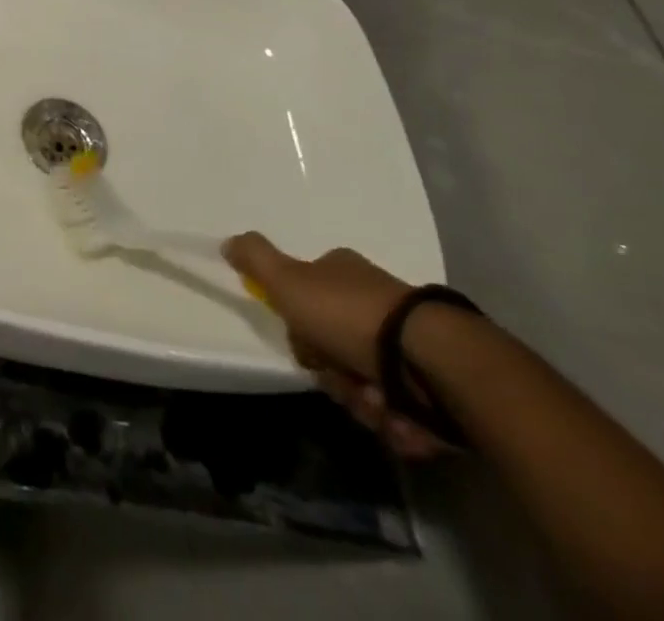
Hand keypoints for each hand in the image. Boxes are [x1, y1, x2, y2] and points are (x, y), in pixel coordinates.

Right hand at [223, 235, 448, 460]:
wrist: (431, 359)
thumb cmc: (350, 315)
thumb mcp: (289, 282)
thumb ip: (256, 260)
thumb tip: (227, 241)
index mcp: (343, 274)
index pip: (308, 300)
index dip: (302, 330)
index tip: (306, 347)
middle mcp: (375, 302)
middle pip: (335, 349)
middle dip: (335, 376)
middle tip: (342, 382)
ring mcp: (408, 343)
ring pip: (366, 385)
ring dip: (364, 403)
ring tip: (377, 406)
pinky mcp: (436, 384)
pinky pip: (401, 412)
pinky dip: (396, 422)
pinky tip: (399, 419)